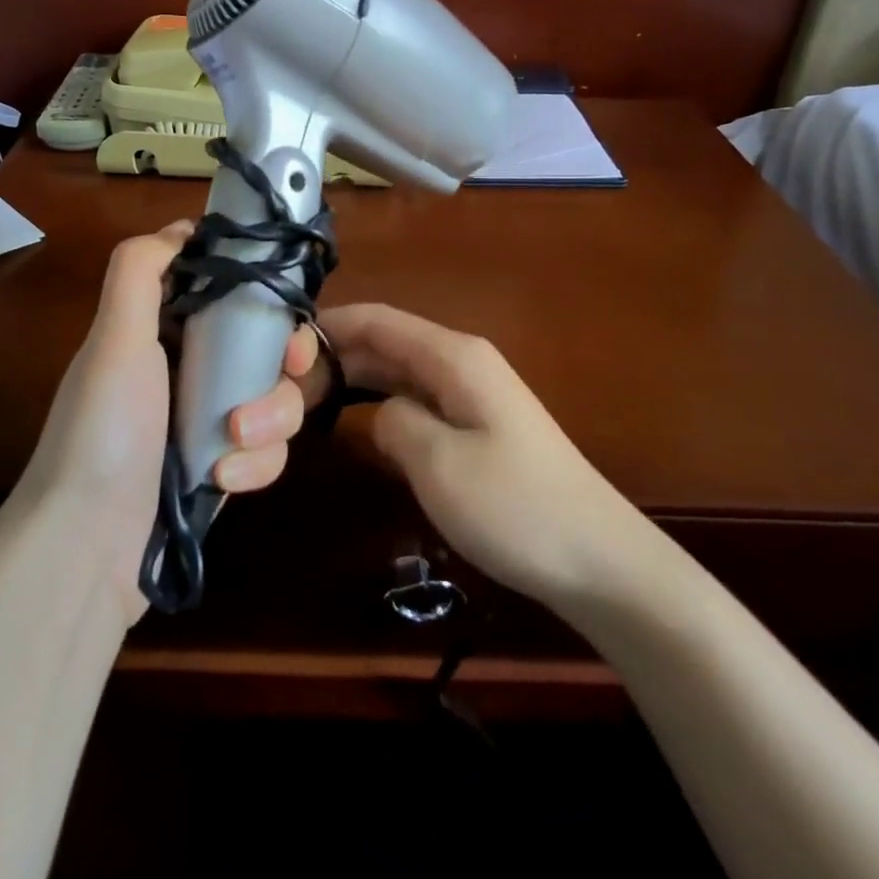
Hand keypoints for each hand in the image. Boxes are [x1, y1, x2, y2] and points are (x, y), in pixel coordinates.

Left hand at [16, 222, 317, 619]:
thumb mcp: (114, 338)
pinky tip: (224, 481)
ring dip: (270, 418)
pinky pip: (268, 450)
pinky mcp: (224, 467)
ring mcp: (209, 421)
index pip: (228, 293)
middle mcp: (188, 369)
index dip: (262, 292)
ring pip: (276, 398)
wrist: (88, 547)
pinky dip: (255, 464)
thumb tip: (183, 227)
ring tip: (235, 441)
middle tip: (287, 367)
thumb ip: (140, 270)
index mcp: (161, 330)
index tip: (284, 304)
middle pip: (266, 346)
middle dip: (283, 359)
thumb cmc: (104, 430)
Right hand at [314, 304, 660, 614]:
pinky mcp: (478, 425)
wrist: (599, 559)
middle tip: (284, 386)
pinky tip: (356, 421)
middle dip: (336, 355)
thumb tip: (380, 413)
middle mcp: (461, 361)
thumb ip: (393, 422)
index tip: (280, 346)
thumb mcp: (437, 464)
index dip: (329, 325)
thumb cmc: (515, 507)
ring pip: (399, 370)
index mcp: (453, 356)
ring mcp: (472, 393)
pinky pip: (417, 397)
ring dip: (355, 379)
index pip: (378, 319)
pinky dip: (381, 401)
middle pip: (386, 341)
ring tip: (306, 400)